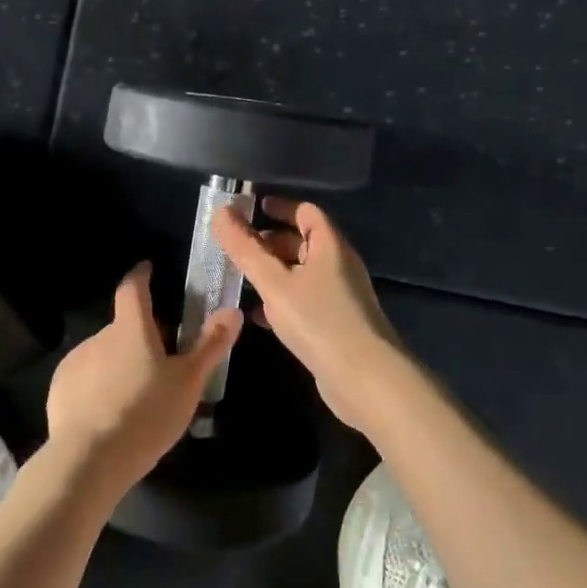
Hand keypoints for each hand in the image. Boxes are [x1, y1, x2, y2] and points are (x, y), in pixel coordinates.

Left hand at [45, 262, 241, 495]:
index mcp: (131, 327)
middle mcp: (99, 336)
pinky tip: (108, 414)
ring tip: (136, 395)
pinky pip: (84, 378)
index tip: (147, 269)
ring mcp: (75, 361)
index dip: (141, 276)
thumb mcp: (188, 382)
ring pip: (103, 354)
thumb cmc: (146, 413)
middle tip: (161, 361)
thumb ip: (210, 344)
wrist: (89, 459)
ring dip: (118, 363)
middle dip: (140, 336)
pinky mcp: (59, 389)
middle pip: (123, 326)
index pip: (133, 287)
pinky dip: (97, 386)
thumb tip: (232, 310)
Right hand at [211, 197, 411, 435]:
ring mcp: (340, 297)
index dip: (280, 207)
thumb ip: (245, 248)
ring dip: (274, 273)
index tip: (251, 209)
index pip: (306, 212)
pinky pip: (305, 301)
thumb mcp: (274, 282)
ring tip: (241, 278)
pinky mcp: (337, 325)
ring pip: (302, 274)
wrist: (366, 380)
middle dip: (270, 241)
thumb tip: (220, 211)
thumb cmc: (319, 321)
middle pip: (304, 242)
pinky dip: (282, 301)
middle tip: (238, 247)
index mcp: (330, 246)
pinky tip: (258, 316)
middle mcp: (339, 266)